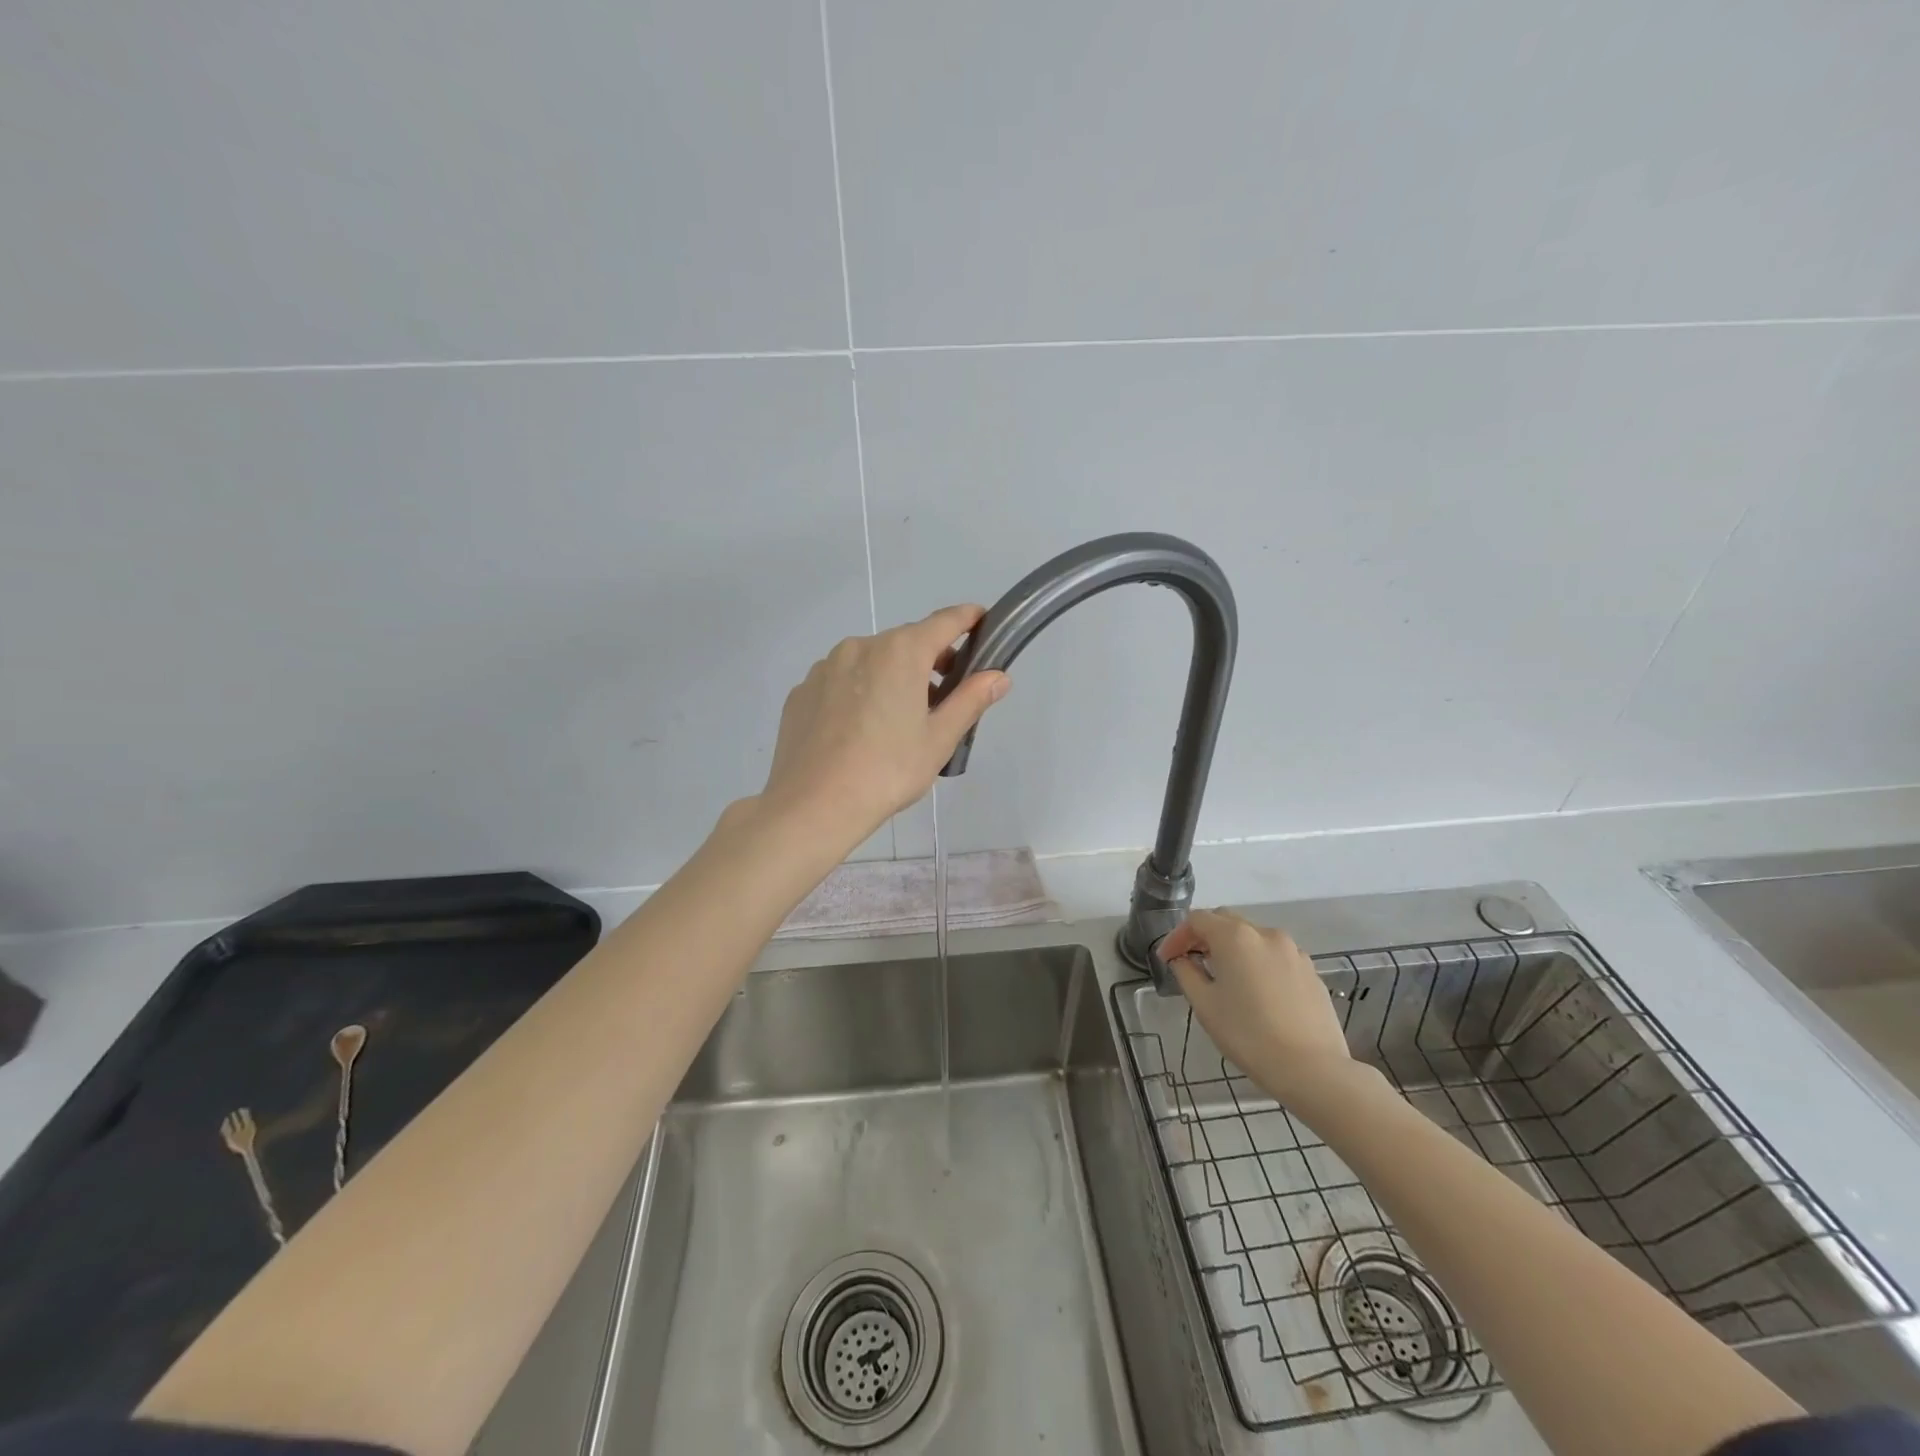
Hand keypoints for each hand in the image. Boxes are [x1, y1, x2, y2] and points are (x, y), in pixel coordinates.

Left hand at [758, 606, 1009, 849]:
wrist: (813, 805)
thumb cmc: (887, 771)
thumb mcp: (939, 739)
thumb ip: (970, 700)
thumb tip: (998, 676)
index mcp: (900, 652)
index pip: (944, 622)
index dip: (967, 618)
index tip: (982, 620)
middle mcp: (860, 647)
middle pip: (905, 642)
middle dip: (930, 660)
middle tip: (944, 697)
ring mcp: (825, 667)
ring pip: (870, 661)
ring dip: (891, 676)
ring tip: (897, 721)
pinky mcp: (801, 691)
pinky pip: (840, 681)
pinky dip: (858, 692)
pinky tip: (859, 731)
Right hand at [1160, 909, 1352, 1099]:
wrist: (1312, 1069)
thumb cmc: (1248, 1035)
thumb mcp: (1205, 1005)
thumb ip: (1186, 973)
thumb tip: (1182, 960)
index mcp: (1235, 937)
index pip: (1197, 920)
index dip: (1177, 936)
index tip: (1167, 959)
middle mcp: (1265, 933)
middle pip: (1226, 921)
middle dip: (1204, 936)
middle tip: (1191, 961)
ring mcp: (1293, 951)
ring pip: (1253, 937)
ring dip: (1232, 948)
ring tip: (1224, 977)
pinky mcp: (1311, 970)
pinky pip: (1275, 956)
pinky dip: (1258, 962)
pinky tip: (1256, 991)